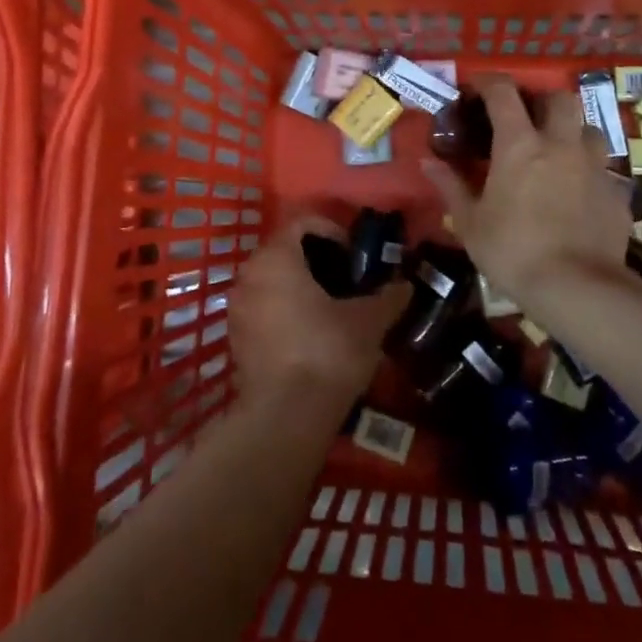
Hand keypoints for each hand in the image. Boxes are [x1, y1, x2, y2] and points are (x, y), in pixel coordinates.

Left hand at [230, 213, 408, 413]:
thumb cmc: (327, 352)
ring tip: (332, 309)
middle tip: (347, 281)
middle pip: (284, 251)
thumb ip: (388, 297)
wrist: (285, 419)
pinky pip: (263, 310)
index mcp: (276, 258)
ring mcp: (237, 309)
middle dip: (317, 260)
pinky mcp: (236, 340)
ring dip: (300, 287)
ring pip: (272, 282)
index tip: (353, 254)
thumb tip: (405, 286)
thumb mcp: (368, 322)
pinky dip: (285, 312)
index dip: (331, 231)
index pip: (301, 223)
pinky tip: (312, 336)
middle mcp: (249, 276)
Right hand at [422, 76, 631, 303]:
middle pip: (560, 98)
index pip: (503, 93)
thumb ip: (450, 186)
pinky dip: (590, 173)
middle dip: (543, 100)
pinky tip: (579, 193)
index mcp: (519, 145)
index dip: (488, 82)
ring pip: (590, 129)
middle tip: (527, 118)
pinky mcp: (617, 194)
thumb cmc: (512, 251)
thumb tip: (427, 162)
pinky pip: (605, 170)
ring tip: (558, 152)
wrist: (577, 289)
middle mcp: (561, 145)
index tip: (477, 86)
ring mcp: (595, 167)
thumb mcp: (470, 223)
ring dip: (573, 132)